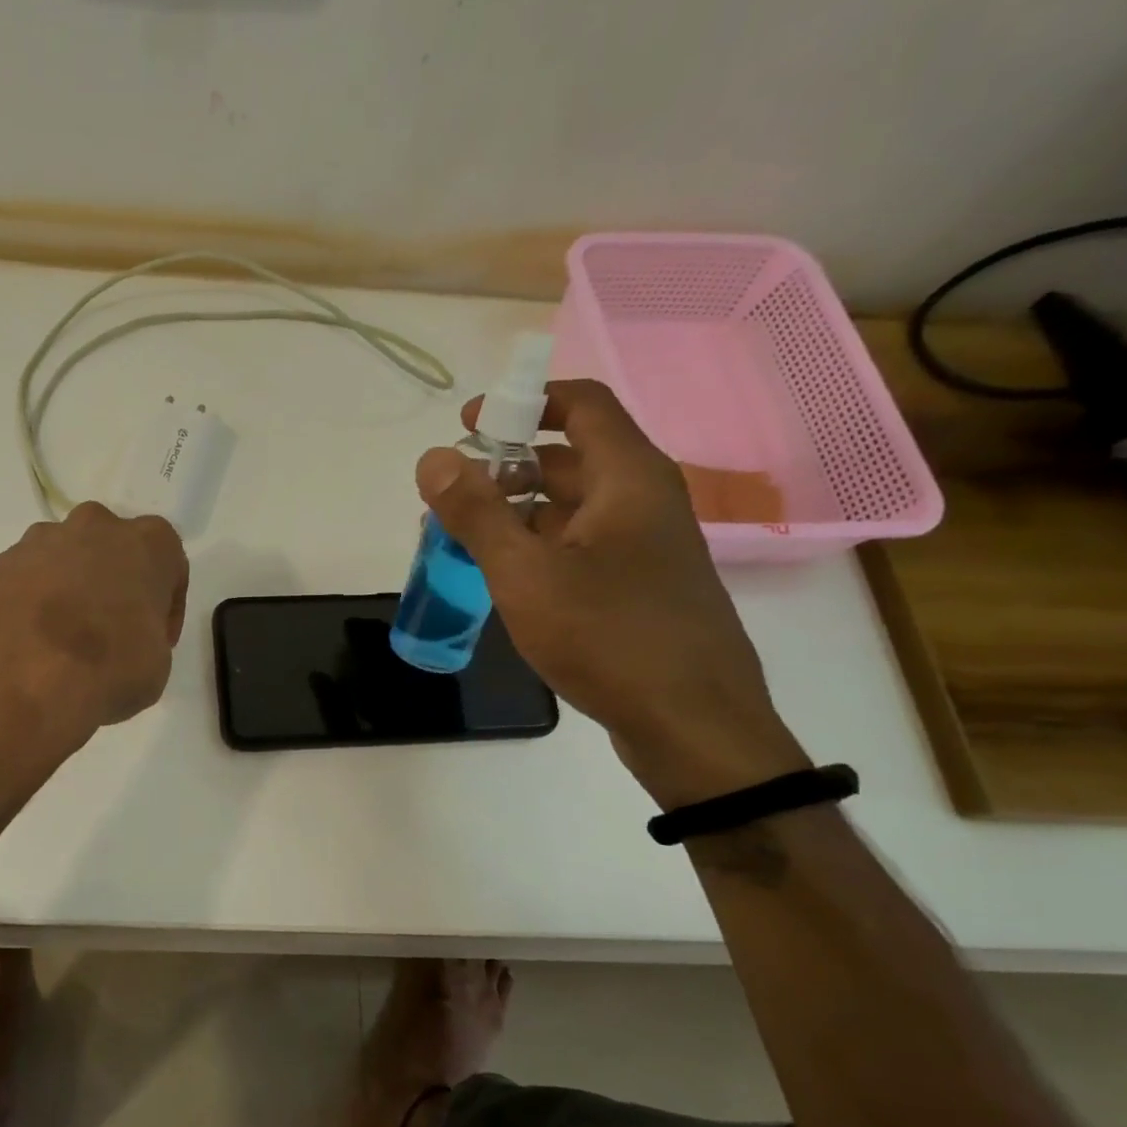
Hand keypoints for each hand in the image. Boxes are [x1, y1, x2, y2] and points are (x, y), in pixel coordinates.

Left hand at [0, 502, 189, 739]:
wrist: (20, 676)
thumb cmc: (109, 666)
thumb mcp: (157, 665)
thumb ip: (147, 637)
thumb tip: (124, 642)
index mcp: (148, 542)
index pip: (169, 564)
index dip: (166, 606)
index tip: (156, 640)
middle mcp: (95, 526)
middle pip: (113, 550)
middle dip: (114, 584)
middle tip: (112, 632)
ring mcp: (41, 540)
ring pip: (66, 559)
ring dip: (71, 590)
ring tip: (65, 641)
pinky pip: (28, 579)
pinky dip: (34, 603)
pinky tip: (32, 643)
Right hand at [417, 380, 807, 807]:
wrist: (692, 725)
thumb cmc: (608, 636)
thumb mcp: (525, 572)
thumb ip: (476, 512)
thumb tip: (434, 458)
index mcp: (628, 478)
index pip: (581, 404)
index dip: (523, 401)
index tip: (469, 424)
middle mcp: (644, 500)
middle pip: (572, 456)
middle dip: (507, 465)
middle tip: (452, 493)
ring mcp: (646, 547)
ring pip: (574, 506)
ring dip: (518, 510)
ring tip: (463, 537)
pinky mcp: (640, 586)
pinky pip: (582, 544)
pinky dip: (539, 545)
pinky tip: (503, 577)